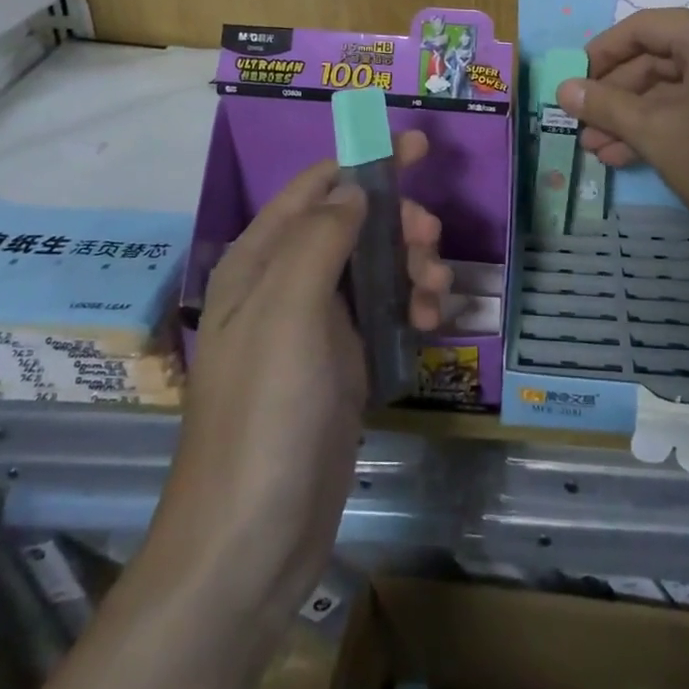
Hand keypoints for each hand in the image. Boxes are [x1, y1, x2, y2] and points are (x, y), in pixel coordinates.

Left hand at [143, 131, 448, 626]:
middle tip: (431, 242)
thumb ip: (321, 238)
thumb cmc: (266, 413)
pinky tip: (431, 318)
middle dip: (398, 223)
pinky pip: (383, 311)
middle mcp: (284, 283)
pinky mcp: (341, 363)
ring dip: (411, 265)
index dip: (365, 161)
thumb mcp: (289, 311)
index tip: (419, 148)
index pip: (316, 186)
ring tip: (435, 292)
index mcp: (259, 261)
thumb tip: (353, 188)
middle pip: (353, 223)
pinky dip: (410, 304)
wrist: (253, 540)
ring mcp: (315, 325)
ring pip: (374, 266)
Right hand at [558, 9, 688, 256]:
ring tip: (595, 147)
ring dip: (633, 115)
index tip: (571, 83)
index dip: (600, 54)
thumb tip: (563, 89)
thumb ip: (607, 106)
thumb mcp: (657, 134)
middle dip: (615, 94)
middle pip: (656, 56)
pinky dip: (662, 123)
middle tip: (581, 124)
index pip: (641, 27)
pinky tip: (625, 154)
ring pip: (672, 84)